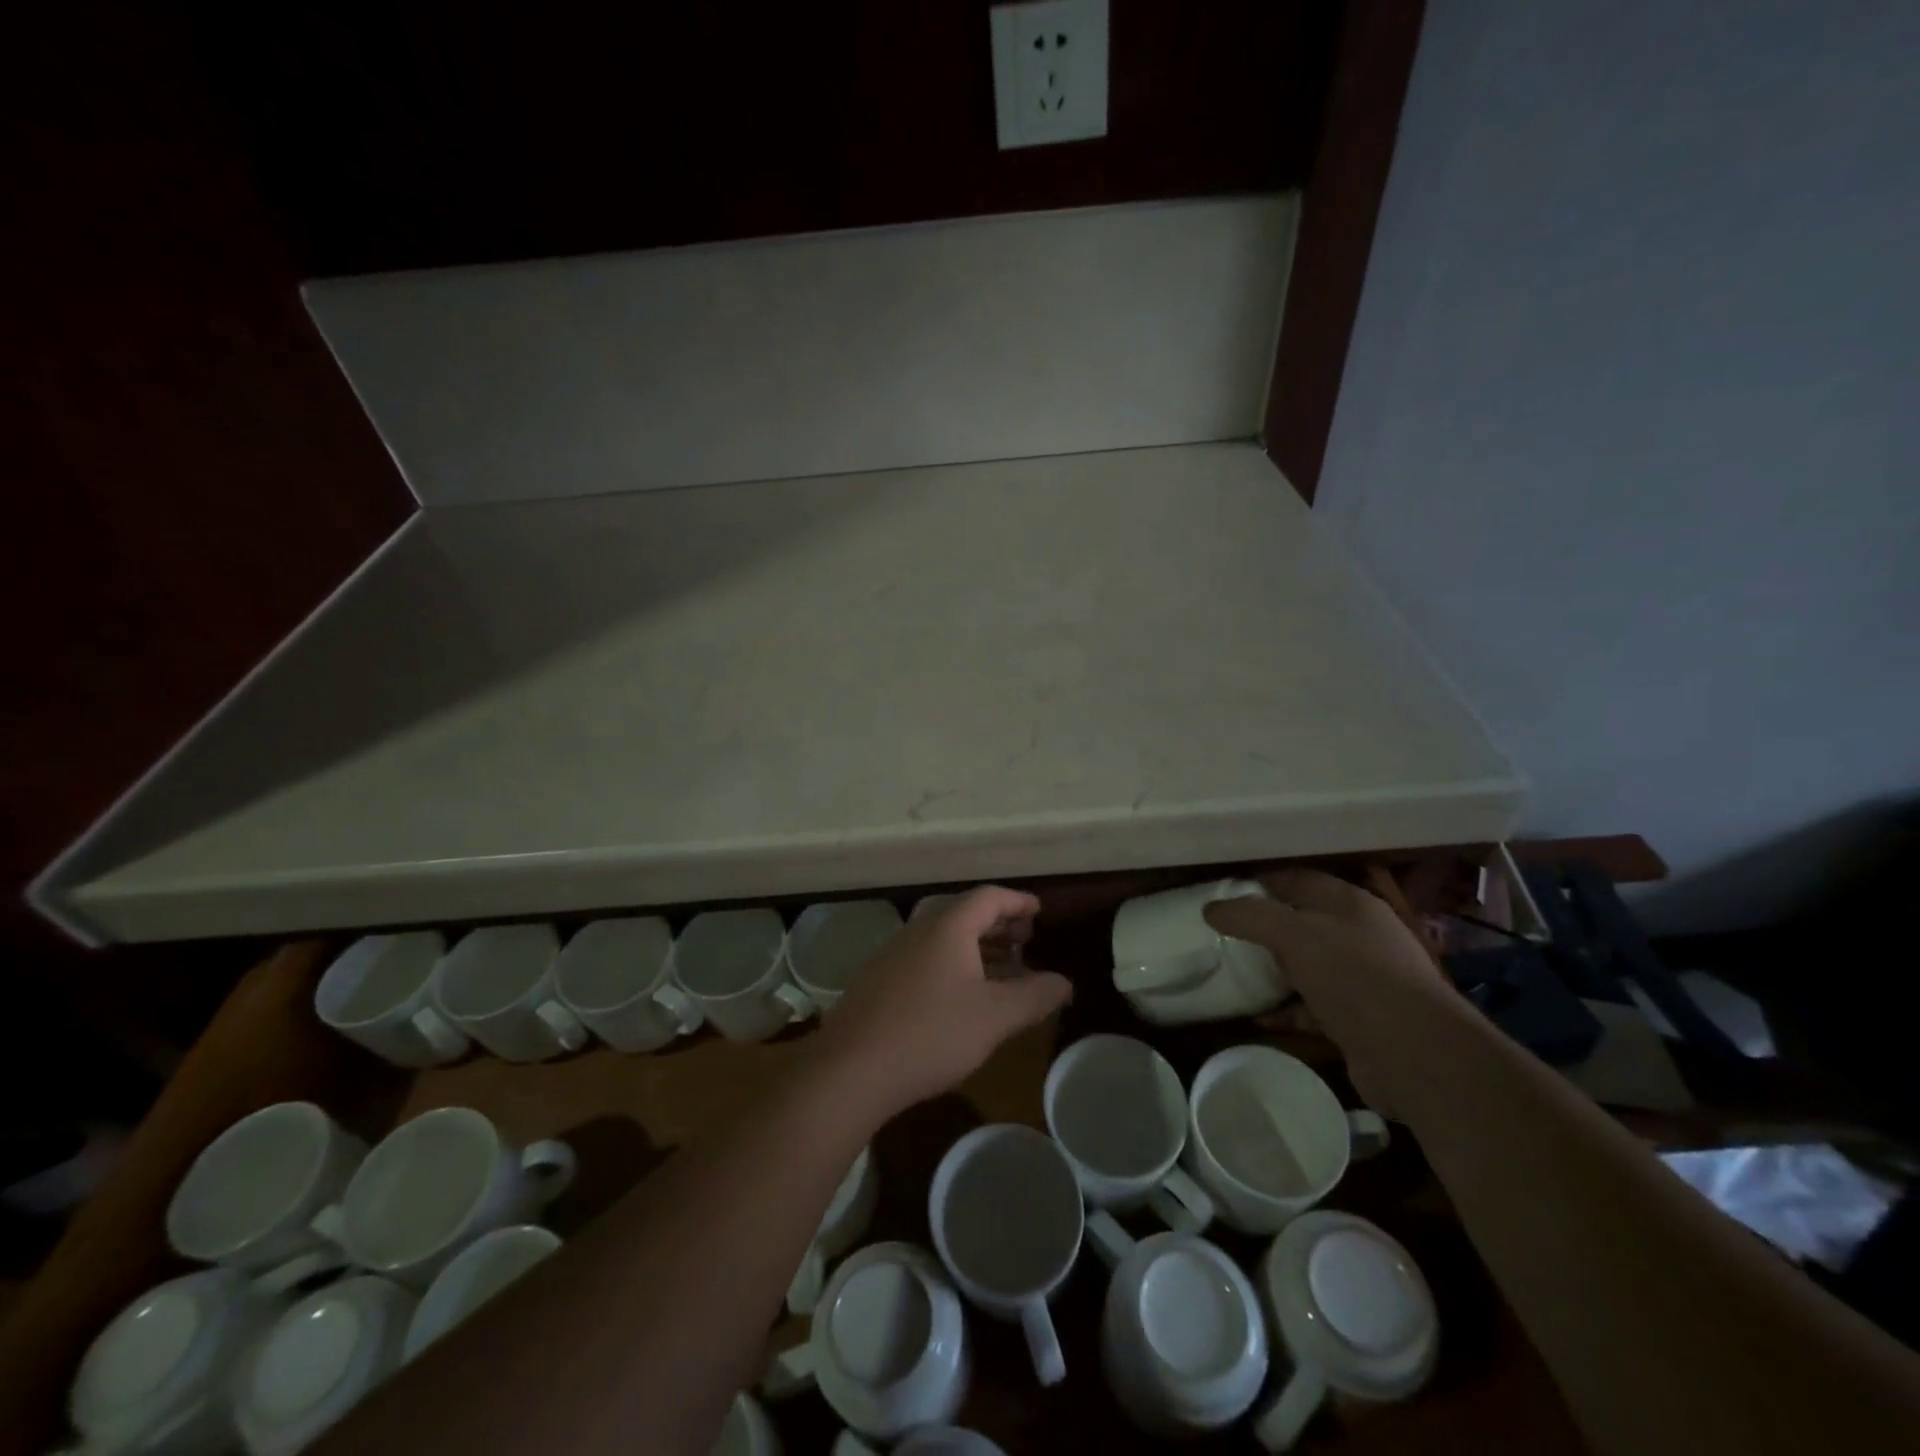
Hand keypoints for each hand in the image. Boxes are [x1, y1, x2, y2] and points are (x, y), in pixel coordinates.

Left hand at [813, 886, 1072, 1120]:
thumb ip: (1034, 996)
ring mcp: (893, 953)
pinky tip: (961, 994)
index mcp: (948, 926)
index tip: (1039, 911)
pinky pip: (926, 956)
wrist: (851, 1069)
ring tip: (1002, 966)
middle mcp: (918, 930)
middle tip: (1026, 938)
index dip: (1018, 902)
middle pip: (965, 913)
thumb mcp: (995, 1017)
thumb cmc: (931, 1033)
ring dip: (976, 945)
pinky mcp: (878, 979)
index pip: (989, 897)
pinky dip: (953, 962)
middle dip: (999, 923)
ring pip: (944, 936)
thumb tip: (1064, 982)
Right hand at [1205, 869, 1460, 1114]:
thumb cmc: (1354, 976)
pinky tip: (1257, 1016)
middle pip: (1303, 922)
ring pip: (1308, 965)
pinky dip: (1286, 1010)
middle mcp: (1361, 936)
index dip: (1262, 880)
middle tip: (1223, 931)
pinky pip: (1312, 1007)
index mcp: (1351, 904)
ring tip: (1234, 971)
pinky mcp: (1360, 1021)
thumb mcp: (1294, 935)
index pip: (1299, 879)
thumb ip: (1250, 916)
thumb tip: (1211, 908)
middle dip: (1264, 925)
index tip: (1224, 890)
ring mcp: (1363, 980)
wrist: (1415, 1055)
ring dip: (1274, 969)